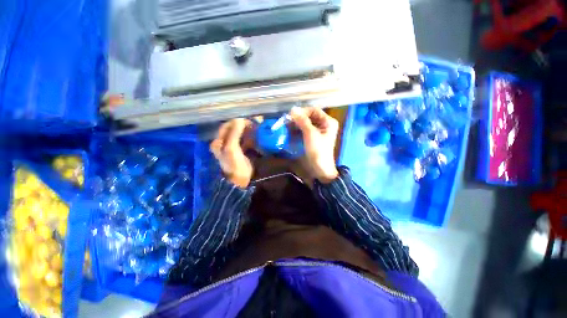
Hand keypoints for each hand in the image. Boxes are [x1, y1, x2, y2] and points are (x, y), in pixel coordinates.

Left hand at [210, 119, 253, 187]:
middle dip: (243, 125)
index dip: (236, 121)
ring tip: (256, 129)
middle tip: (254, 123)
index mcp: (219, 141)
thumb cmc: (234, 164)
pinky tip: (256, 137)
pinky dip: (250, 138)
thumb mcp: (232, 148)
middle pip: (233, 130)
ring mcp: (232, 147)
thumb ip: (234, 133)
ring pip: (240, 135)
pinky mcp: (240, 151)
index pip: (226, 126)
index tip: (247, 120)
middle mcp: (224, 142)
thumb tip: (239, 119)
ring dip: (247, 131)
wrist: (239, 181)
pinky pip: (244, 141)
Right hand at [290, 107, 338, 182]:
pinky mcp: (313, 138)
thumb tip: (293, 109)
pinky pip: (305, 130)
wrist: (320, 169)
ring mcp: (319, 132)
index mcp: (328, 121)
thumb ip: (302, 121)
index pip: (314, 110)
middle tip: (287, 122)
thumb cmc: (318, 150)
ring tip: (287, 127)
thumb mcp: (310, 134)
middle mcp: (324, 124)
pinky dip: (298, 131)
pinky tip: (291, 132)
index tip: (291, 115)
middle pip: (310, 116)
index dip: (303, 111)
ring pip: (306, 124)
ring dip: (297, 125)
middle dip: (298, 119)